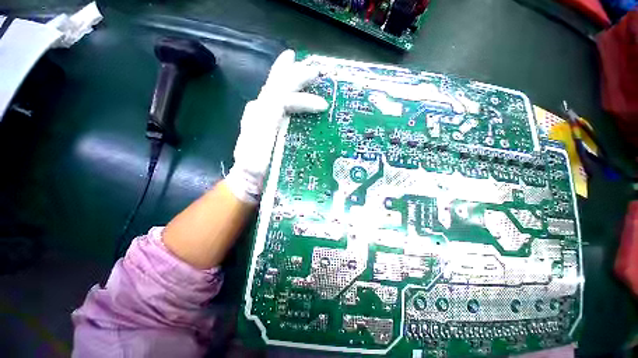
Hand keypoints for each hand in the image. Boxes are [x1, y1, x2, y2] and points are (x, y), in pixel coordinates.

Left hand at [225, 50, 327, 202]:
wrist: (247, 180)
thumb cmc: (256, 171)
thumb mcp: (259, 154)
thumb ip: (265, 130)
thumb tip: (277, 103)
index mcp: (259, 119)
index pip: (282, 99)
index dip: (303, 99)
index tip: (324, 106)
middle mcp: (258, 111)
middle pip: (276, 87)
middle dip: (295, 76)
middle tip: (314, 68)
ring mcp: (261, 115)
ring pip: (274, 89)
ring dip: (287, 76)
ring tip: (297, 63)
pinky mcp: (266, 122)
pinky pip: (275, 100)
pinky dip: (283, 88)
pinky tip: (287, 83)